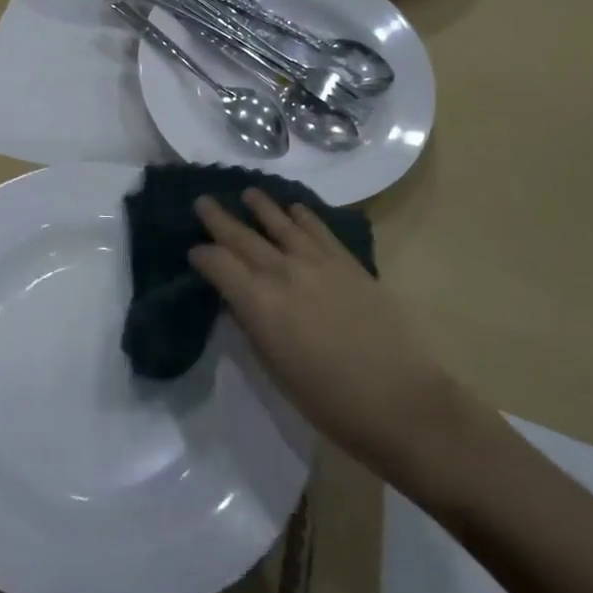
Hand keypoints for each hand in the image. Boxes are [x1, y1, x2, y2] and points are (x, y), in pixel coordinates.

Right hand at [191, 192, 450, 475]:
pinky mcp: (347, 261)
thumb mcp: (274, 368)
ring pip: (281, 222)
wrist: (398, 399)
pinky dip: (302, 215)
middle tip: (202, 201)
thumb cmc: (328, 400)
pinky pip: (318, 228)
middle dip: (218, 218)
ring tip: (247, 193)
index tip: (194, 253)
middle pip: (243, 236)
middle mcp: (283, 271)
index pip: (218, 264)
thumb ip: (253, 326)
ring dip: (261, 206)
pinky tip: (294, 209)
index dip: (202, 256)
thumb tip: (239, 301)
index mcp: (259, 302)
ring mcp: (318, 261)